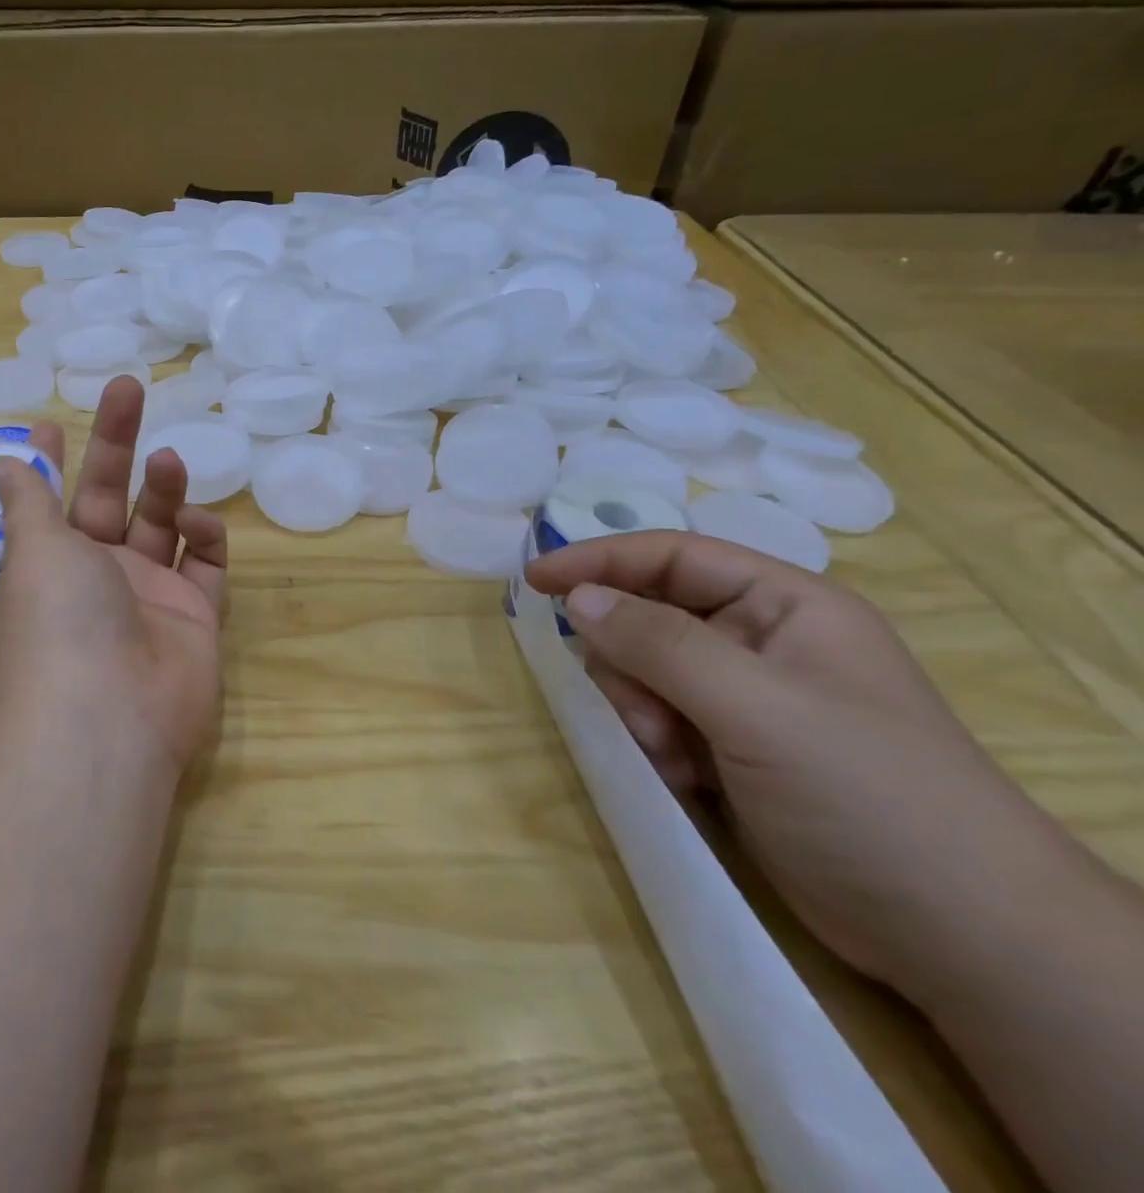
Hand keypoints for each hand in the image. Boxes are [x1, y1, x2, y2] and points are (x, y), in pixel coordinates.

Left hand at [0, 376, 227, 772]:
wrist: (110, 718)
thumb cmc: (58, 622)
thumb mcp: (33, 551)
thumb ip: (27, 501)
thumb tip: (0, 462)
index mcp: (49, 566)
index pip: (50, 503)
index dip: (52, 465)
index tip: (53, 425)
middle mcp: (97, 579)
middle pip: (109, 498)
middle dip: (117, 445)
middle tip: (129, 388)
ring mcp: (148, 597)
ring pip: (160, 526)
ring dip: (163, 487)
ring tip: (167, 460)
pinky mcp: (195, 616)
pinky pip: (205, 564)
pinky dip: (203, 534)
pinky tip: (195, 520)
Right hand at [525, 533, 1088, 1001]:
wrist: (961, 939)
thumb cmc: (869, 795)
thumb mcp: (757, 707)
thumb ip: (659, 643)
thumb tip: (577, 597)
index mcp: (785, 605)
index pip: (672, 556)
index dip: (600, 560)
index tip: (535, 580)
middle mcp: (762, 640)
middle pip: (648, 616)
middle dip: (629, 663)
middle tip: (644, 715)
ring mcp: (745, 697)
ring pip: (644, 671)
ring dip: (640, 709)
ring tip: (672, 756)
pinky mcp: (731, 746)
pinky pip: (657, 717)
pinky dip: (654, 742)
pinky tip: (684, 778)